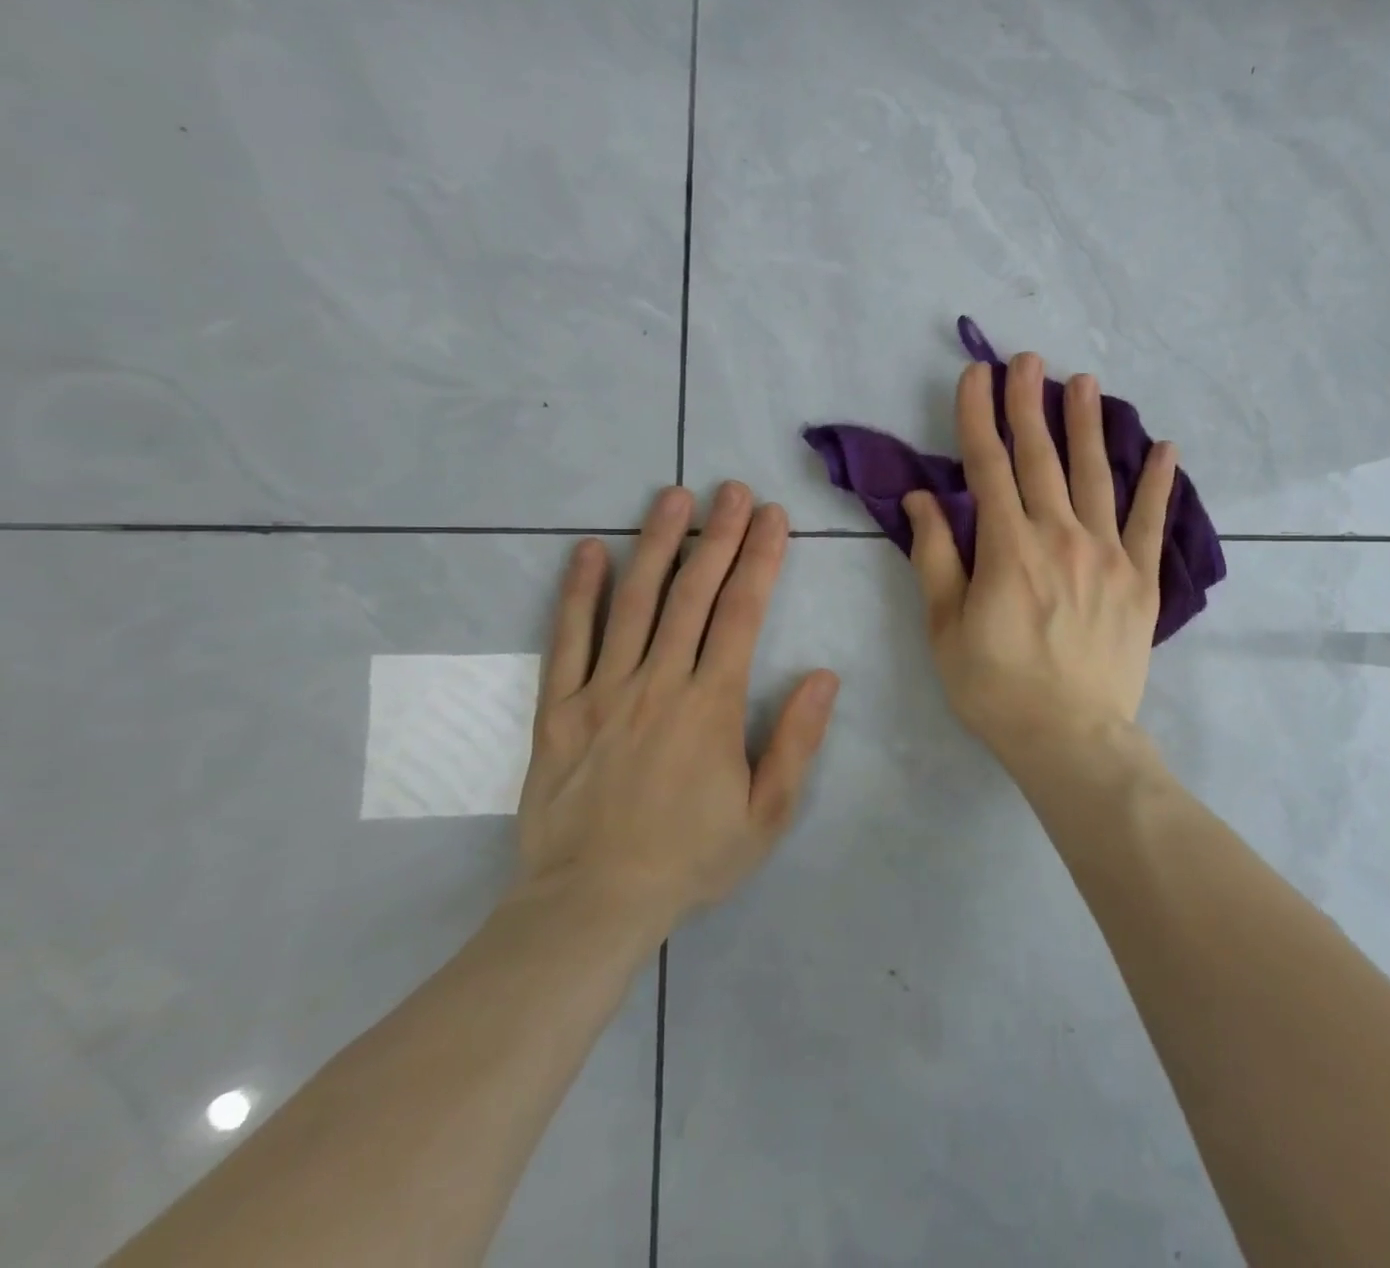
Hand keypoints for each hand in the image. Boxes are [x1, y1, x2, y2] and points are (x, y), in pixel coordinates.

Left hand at [513, 482, 839, 928]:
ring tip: (672, 496)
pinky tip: (589, 551)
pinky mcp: (558, 709)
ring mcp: (602, 691)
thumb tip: (825, 675)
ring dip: (655, 543)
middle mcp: (658, 683)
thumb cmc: (689, 860)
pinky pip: (567, 640)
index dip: (761, 560)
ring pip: (633, 602)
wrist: (589, 906)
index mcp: (711, 705)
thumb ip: (796, 740)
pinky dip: (579, 592)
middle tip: (732, 489)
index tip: (773, 517)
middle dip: (718, 535)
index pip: (742, 614)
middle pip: (691, 593)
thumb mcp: (766, 814)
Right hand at [903, 353, 1175, 766]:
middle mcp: (1059, 536)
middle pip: (1041, 458)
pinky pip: (1150, 521)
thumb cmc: (995, 687)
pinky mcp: (1140, 579)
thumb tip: (924, 499)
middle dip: (1029, 404)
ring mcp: (1107, 555)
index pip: (987, 466)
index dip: (978, 416)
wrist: (1069, 738)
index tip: (976, 375)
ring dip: (1087, 425)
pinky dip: (1158, 483)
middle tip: (1027, 360)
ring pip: (1095, 475)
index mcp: (1007, 548)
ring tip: (1084, 382)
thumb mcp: (945, 628)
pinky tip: (1165, 448)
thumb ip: (935, 557)